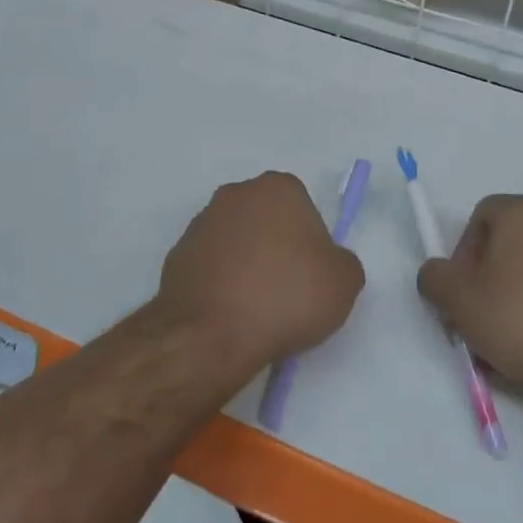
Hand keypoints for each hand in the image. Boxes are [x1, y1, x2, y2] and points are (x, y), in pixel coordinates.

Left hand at [156, 172, 364, 374]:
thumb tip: (327, 263)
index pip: (303, 208)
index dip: (311, 243)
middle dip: (276, 247)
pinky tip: (229, 313)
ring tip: (256, 308)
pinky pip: (211, 266)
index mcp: (277, 188)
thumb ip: (343, 261)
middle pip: (266, 220)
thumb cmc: (286, 296)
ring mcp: (201, 223)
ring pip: (236, 242)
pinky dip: (221, 283)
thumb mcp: (345, 282)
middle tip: (286, 290)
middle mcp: (235, 194)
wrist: (212, 334)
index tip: (311, 274)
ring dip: (246, 264)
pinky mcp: (177, 254)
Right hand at [418, 194, 522, 395]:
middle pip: (507, 243)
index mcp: (522, 211)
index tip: (462, 294)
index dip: (461, 255)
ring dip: (516, 297)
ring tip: (511, 341)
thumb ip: (434, 279)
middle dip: (487, 279)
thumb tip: (439, 275)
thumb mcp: (459, 300)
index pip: (478, 218)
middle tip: (480, 318)